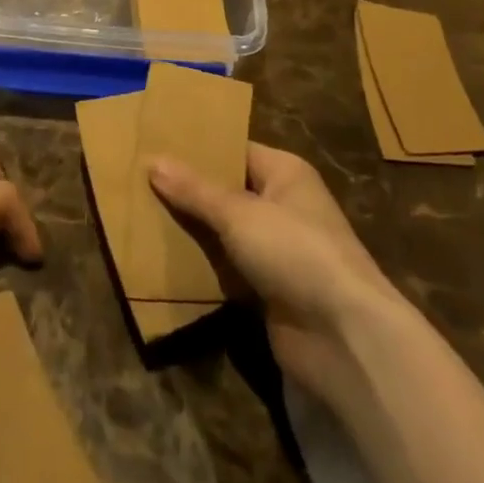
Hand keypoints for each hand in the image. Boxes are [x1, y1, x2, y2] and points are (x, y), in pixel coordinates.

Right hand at [149, 144, 401, 402]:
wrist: (345, 337)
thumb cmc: (295, 252)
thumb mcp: (238, 213)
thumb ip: (194, 190)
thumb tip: (153, 160)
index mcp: (284, 173)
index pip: (234, 149)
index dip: (197, 148)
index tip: (154, 145)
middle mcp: (283, 205)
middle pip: (226, 190)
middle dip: (188, 190)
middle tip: (138, 180)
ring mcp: (277, 250)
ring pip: (224, 231)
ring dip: (192, 230)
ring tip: (140, 215)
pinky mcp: (269, 290)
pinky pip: (227, 268)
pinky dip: (202, 266)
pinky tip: (164, 259)